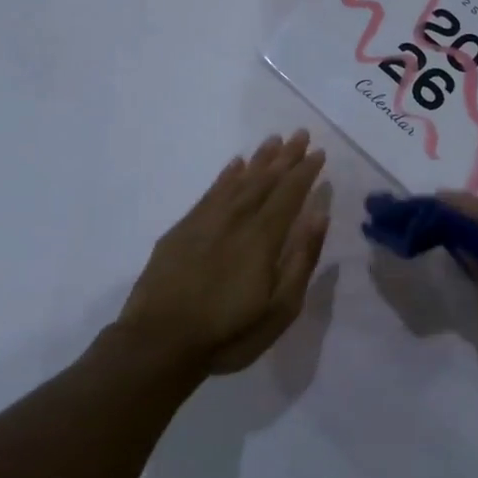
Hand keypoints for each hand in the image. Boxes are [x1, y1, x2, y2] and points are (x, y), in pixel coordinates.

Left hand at [119, 131, 328, 376]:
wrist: (158, 344)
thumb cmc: (229, 333)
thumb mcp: (280, 308)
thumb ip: (301, 258)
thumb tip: (319, 214)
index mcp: (263, 237)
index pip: (289, 194)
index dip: (305, 172)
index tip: (319, 152)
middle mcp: (236, 219)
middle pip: (265, 180)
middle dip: (285, 157)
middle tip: (300, 133)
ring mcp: (205, 222)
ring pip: (237, 181)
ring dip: (258, 160)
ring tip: (273, 140)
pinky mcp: (182, 231)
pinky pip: (210, 193)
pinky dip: (225, 176)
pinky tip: (234, 165)